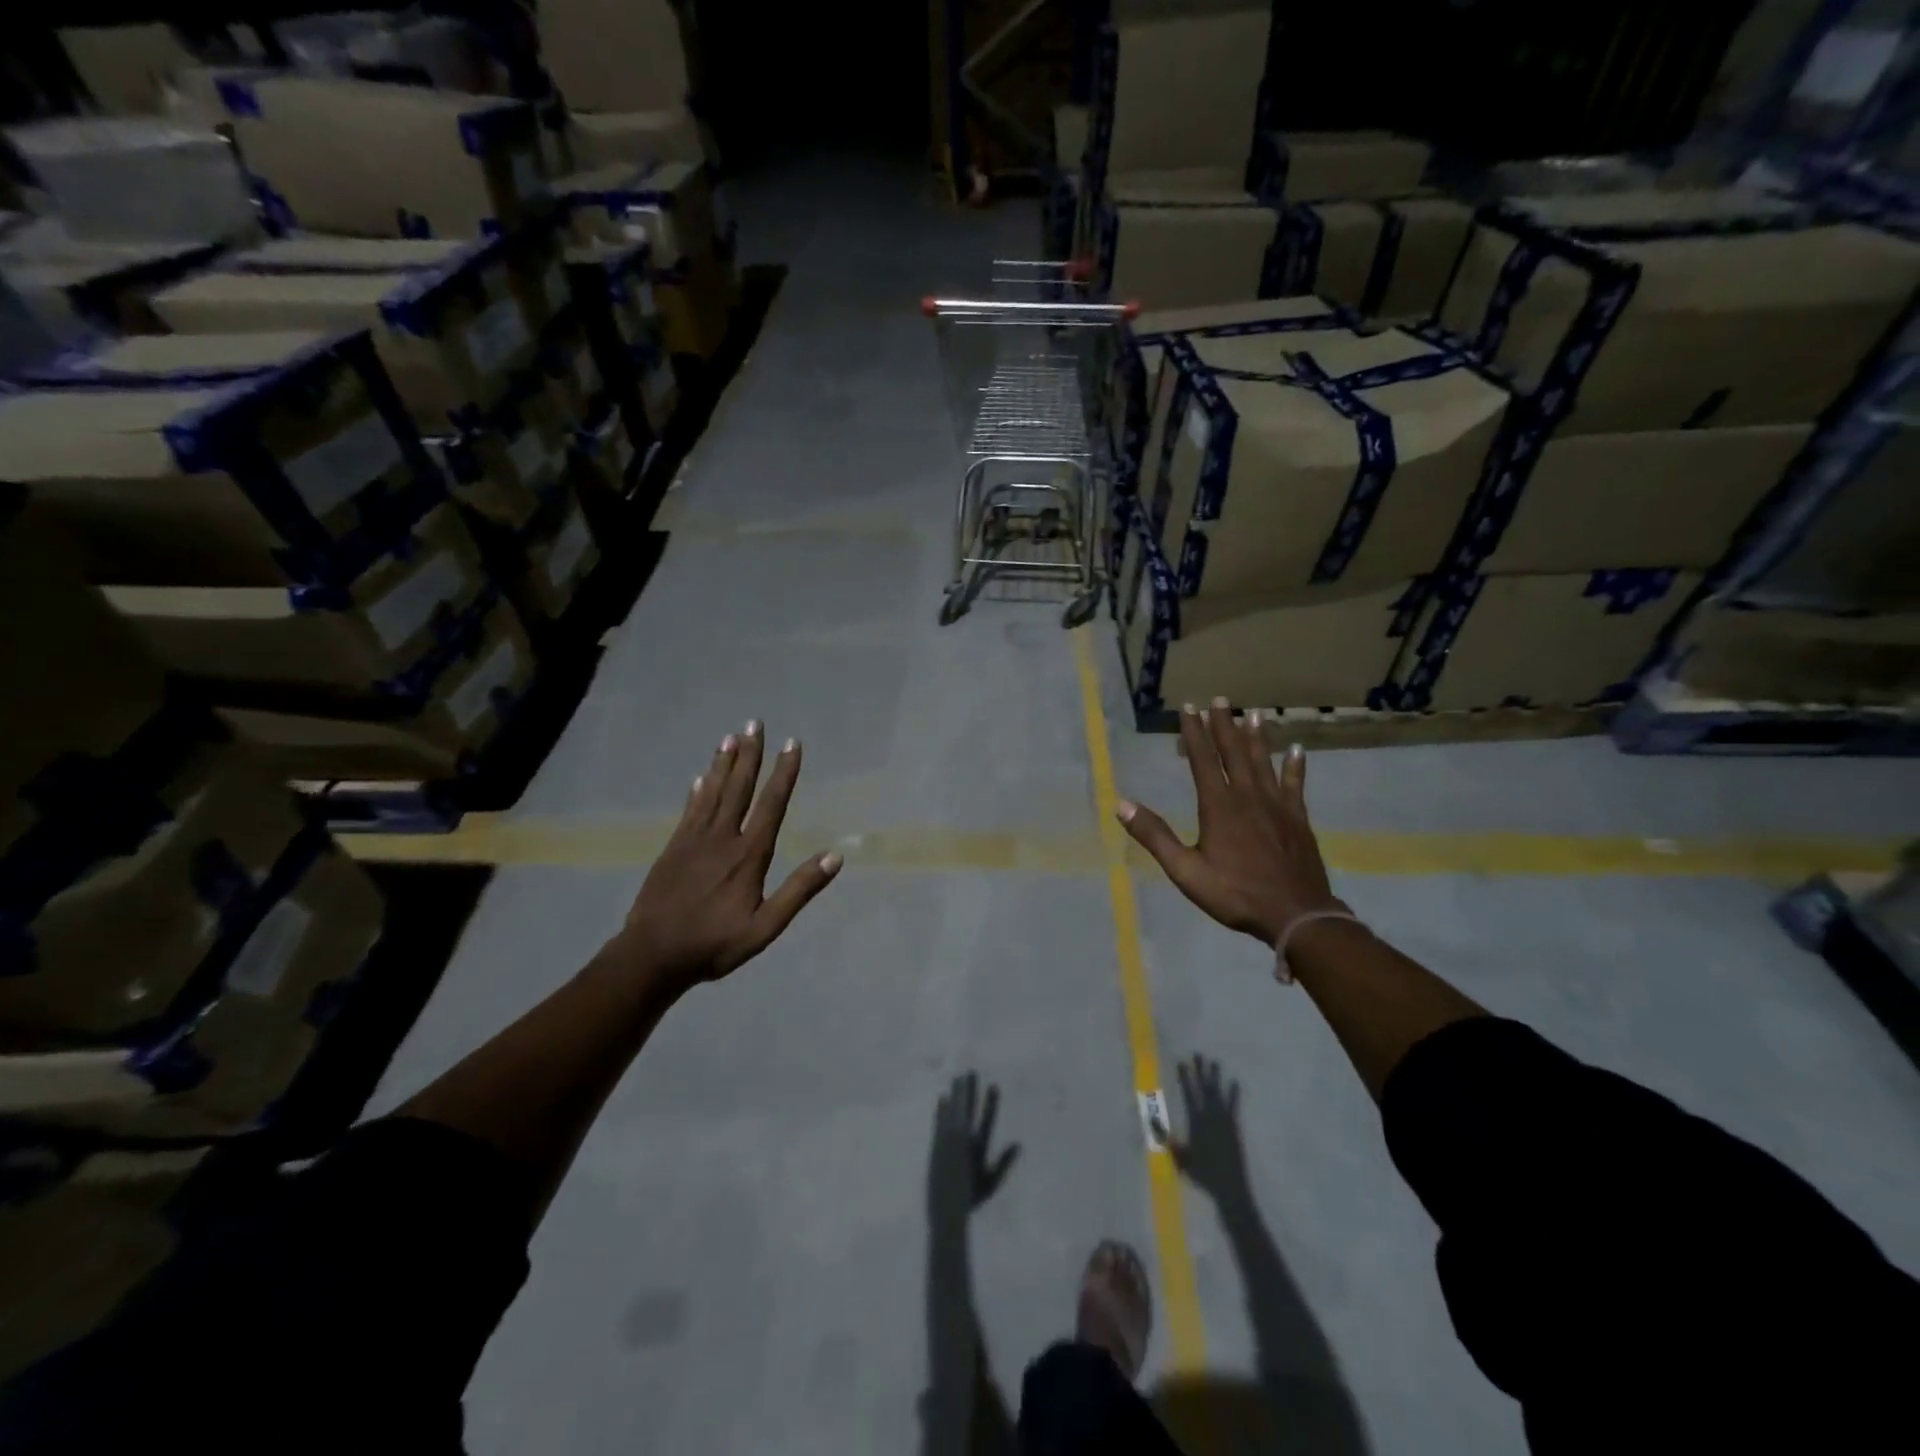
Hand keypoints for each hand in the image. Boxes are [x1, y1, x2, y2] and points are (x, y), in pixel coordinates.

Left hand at [608, 721, 840, 988]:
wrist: (652, 955)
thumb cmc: (714, 944)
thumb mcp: (766, 927)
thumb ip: (799, 890)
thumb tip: (835, 856)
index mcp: (748, 855)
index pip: (771, 804)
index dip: (784, 773)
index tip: (792, 744)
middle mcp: (722, 838)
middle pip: (739, 787)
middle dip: (750, 754)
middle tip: (754, 722)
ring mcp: (693, 840)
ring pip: (712, 792)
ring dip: (723, 763)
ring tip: (730, 736)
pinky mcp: (673, 848)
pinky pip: (689, 810)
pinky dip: (697, 790)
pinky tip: (699, 777)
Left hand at [928, 1073, 1018, 1225]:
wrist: (947, 1210)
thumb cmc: (971, 1198)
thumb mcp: (991, 1182)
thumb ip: (1004, 1163)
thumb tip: (1018, 1144)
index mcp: (979, 1148)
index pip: (987, 1119)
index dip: (990, 1102)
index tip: (993, 1085)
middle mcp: (965, 1140)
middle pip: (968, 1109)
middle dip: (970, 1090)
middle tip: (971, 1072)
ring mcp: (949, 1141)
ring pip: (953, 1110)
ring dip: (956, 1094)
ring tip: (957, 1078)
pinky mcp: (937, 1144)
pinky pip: (940, 1120)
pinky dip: (942, 1108)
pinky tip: (943, 1097)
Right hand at [1118, 700, 1343, 948]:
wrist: (1296, 914)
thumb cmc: (1235, 894)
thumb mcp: (1186, 871)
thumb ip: (1155, 836)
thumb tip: (1121, 805)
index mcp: (1218, 806)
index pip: (1203, 760)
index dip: (1194, 732)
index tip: (1188, 708)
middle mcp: (1247, 796)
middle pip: (1234, 752)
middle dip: (1224, 725)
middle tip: (1219, 700)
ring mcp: (1276, 805)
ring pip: (1264, 762)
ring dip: (1256, 737)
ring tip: (1252, 713)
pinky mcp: (1297, 818)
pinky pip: (1294, 784)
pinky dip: (1295, 766)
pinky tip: (1297, 750)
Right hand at [1170, 1056, 1251, 1206]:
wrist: (1230, 1189)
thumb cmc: (1202, 1175)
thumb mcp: (1180, 1159)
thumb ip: (1167, 1139)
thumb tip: (1152, 1119)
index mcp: (1196, 1122)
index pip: (1189, 1094)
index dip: (1185, 1077)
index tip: (1181, 1062)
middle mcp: (1211, 1117)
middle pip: (1204, 1089)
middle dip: (1200, 1071)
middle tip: (1198, 1054)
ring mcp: (1224, 1121)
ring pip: (1218, 1094)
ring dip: (1216, 1078)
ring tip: (1215, 1062)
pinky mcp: (1234, 1128)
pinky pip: (1233, 1106)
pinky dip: (1234, 1094)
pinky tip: (1234, 1082)